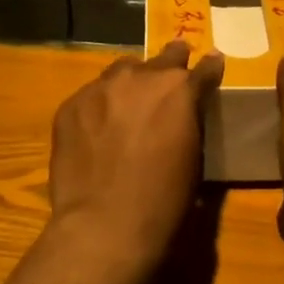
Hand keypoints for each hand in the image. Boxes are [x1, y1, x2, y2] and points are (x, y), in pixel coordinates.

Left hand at [49, 41, 223, 269]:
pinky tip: (97, 128)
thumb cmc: (164, 201)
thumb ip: (189, 121)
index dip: (210, 66)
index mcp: (180, 90)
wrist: (104, 224)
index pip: (204, 68)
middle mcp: (141, 77)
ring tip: (129, 100)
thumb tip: (184, 112)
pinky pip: (91, 95)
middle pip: (162, 58)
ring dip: (131, 82)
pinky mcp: (70, 105)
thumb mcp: (193, 158)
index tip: (213, 61)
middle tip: (174, 64)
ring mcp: (101, 88)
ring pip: (121, 71)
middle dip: (172, 61)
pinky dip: (100, 105)